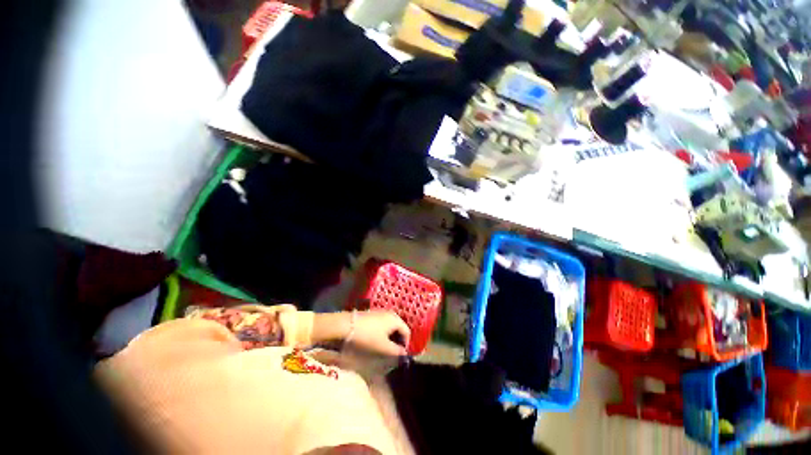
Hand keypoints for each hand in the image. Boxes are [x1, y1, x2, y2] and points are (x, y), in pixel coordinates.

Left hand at [349, 311, 410, 356]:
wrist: (347, 325)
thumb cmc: (368, 336)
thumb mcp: (383, 347)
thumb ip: (396, 351)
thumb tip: (404, 353)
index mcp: (396, 319)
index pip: (407, 332)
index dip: (406, 344)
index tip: (400, 355)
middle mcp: (391, 314)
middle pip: (399, 328)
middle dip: (398, 340)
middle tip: (392, 352)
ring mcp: (382, 313)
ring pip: (391, 326)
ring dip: (390, 337)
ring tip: (384, 347)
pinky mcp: (374, 314)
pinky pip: (384, 324)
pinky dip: (384, 332)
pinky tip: (376, 339)